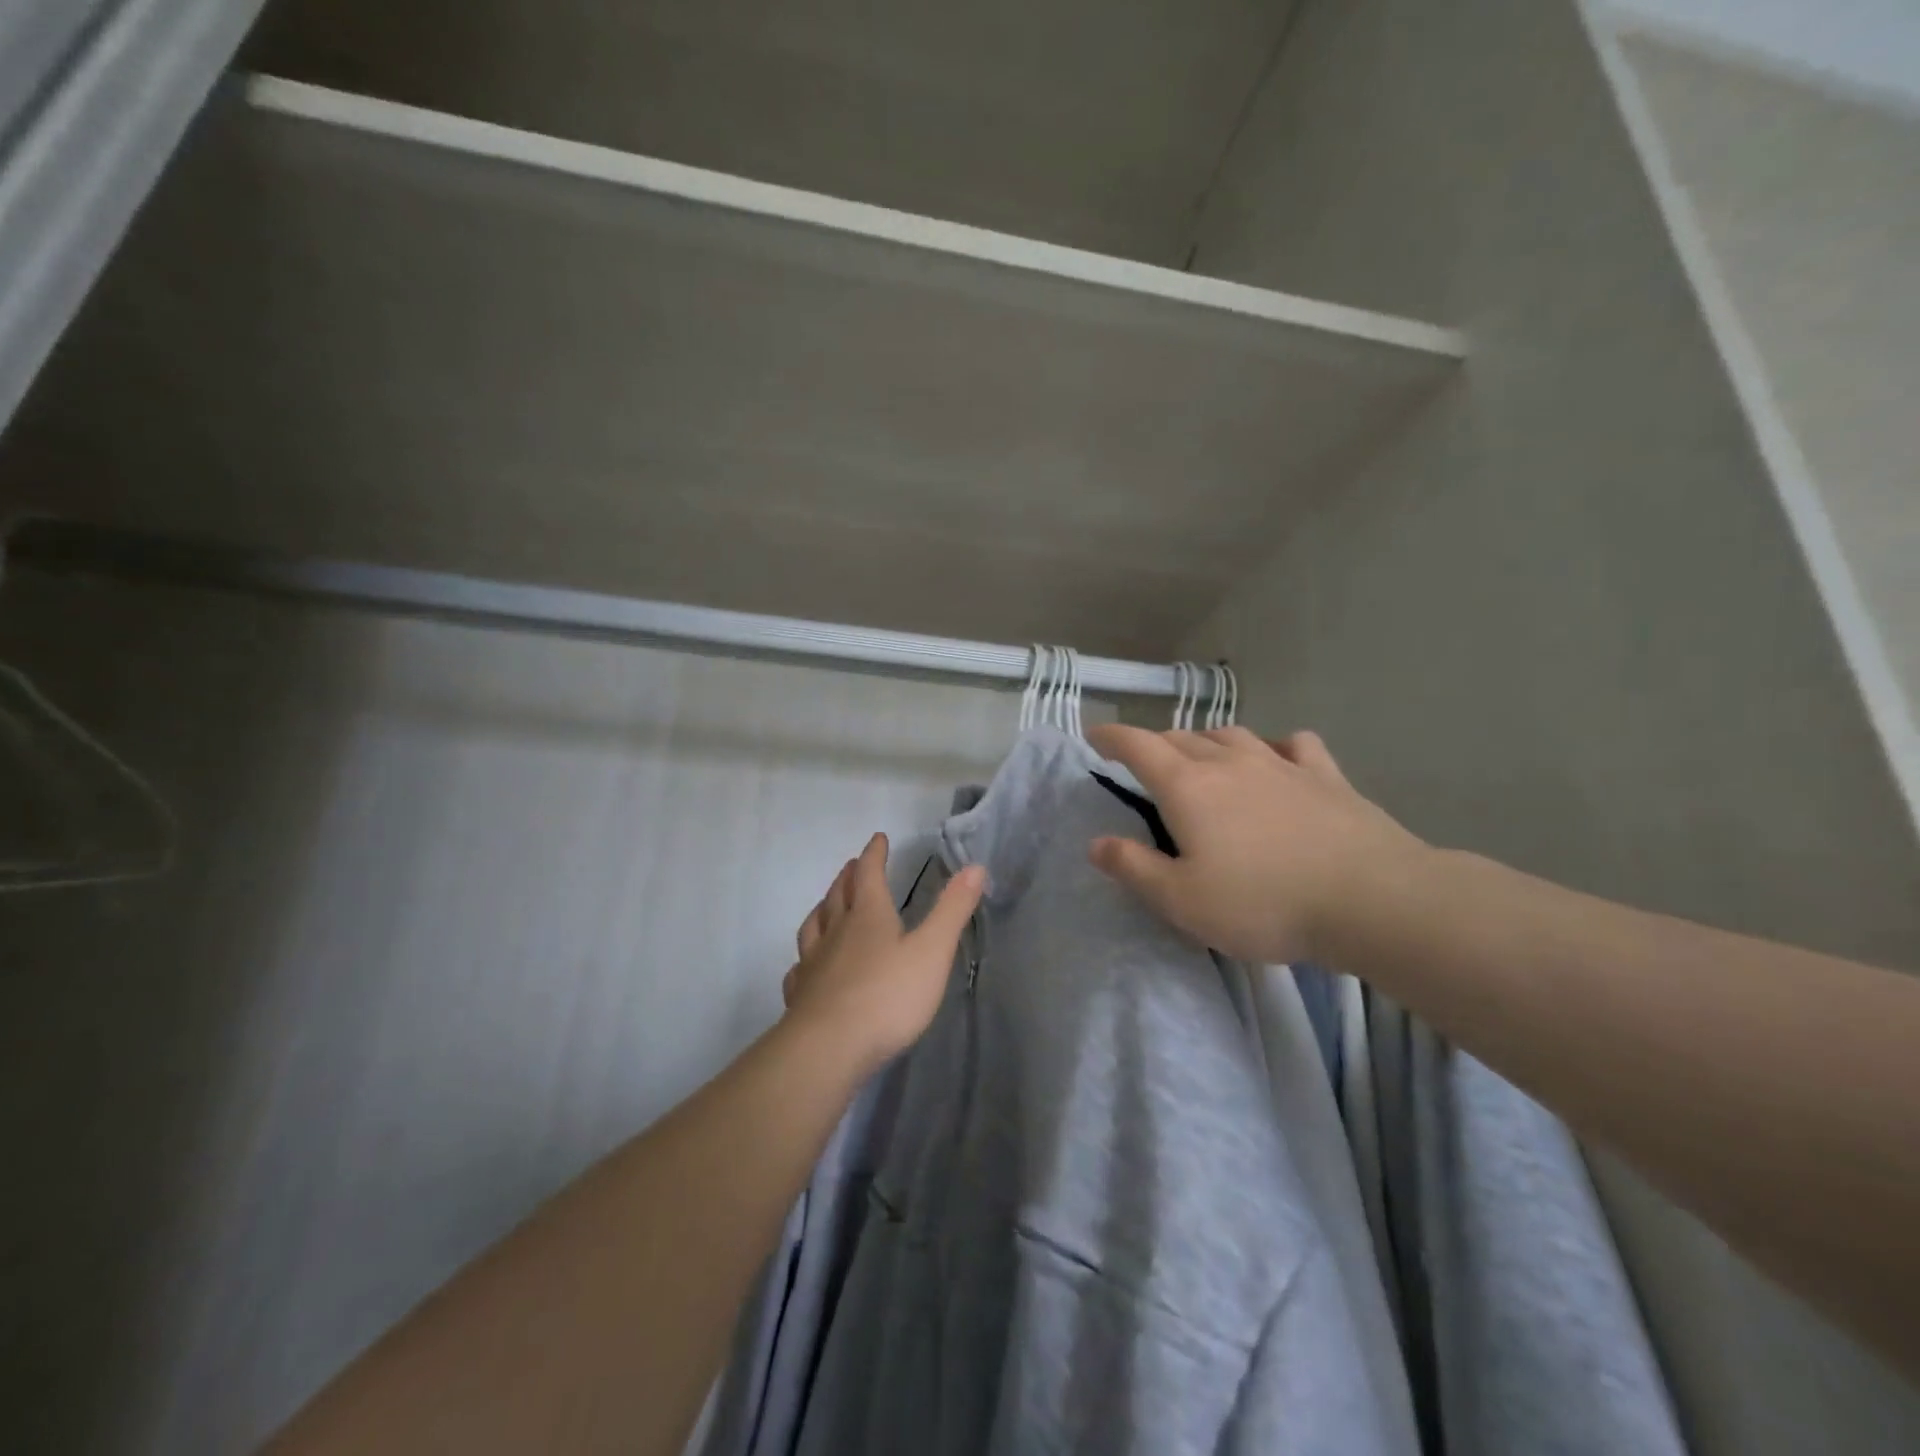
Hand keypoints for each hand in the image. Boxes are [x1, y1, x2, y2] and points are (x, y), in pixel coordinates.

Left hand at [782, 833, 987, 1074]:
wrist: (829, 1048)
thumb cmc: (888, 996)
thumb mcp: (932, 951)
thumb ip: (952, 910)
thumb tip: (974, 867)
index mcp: (869, 917)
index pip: (869, 874)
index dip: (874, 854)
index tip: (878, 838)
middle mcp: (836, 932)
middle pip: (838, 895)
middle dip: (848, 877)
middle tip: (851, 866)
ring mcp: (814, 963)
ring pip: (814, 926)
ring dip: (822, 909)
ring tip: (826, 904)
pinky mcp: (801, 995)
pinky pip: (800, 968)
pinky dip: (804, 958)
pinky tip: (805, 966)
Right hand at [1085, 725, 1427, 964]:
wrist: (1372, 899)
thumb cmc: (1264, 902)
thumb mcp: (1182, 900)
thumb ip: (1133, 868)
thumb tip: (1096, 843)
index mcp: (1188, 787)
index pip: (1137, 746)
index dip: (1110, 737)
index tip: (1093, 736)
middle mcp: (1230, 762)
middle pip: (1181, 738)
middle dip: (1155, 744)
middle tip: (1144, 761)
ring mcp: (1281, 764)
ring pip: (1232, 735)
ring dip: (1207, 741)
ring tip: (1202, 756)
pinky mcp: (1326, 776)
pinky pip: (1294, 745)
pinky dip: (1275, 747)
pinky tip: (1279, 758)